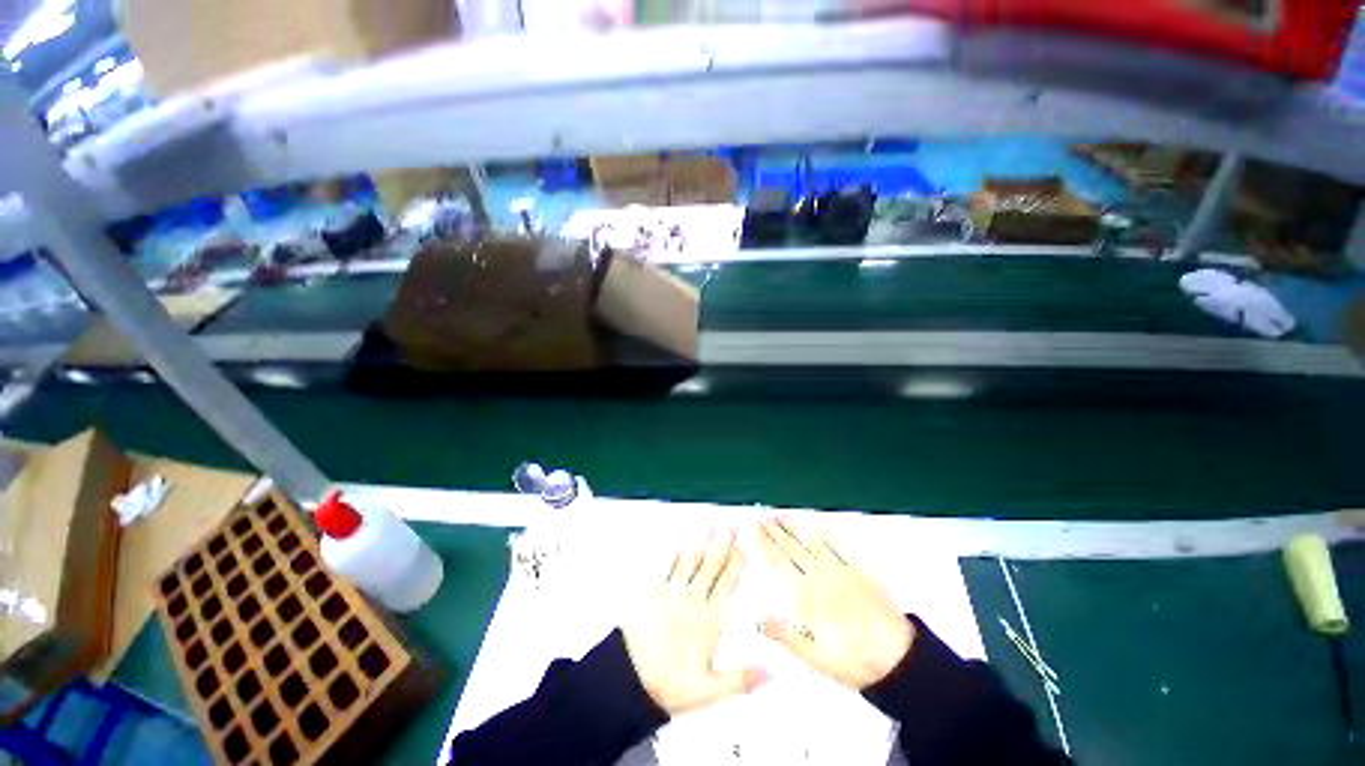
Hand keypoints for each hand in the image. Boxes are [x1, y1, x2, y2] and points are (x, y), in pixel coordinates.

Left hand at [622, 529, 764, 715]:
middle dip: (722, 543)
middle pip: (711, 565)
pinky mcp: (652, 590)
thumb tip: (769, 672)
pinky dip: (675, 550)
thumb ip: (740, 679)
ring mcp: (671, 592)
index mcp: (708, 619)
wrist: (629, 679)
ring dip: (702, 541)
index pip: (727, 584)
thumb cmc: (670, 684)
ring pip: (691, 559)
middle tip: (730, 526)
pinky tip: (681, 539)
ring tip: (710, 526)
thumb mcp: (709, 690)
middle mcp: (692, 599)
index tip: (743, 547)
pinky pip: (667, 565)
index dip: (736, 564)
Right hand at [758, 519, 914, 689]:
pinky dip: (825, 535)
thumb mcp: (815, 657)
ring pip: (812, 543)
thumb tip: (758, 619)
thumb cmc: (853, 660)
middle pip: (793, 549)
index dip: (767, 545)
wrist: (898, 658)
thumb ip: (785, 635)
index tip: (756, 530)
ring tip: (782, 515)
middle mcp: (820, 577)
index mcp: (807, 596)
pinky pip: (838, 547)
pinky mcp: (858, 570)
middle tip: (764, 516)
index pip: (781, 564)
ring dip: (795, 528)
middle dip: (776, 531)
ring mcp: (840, 571)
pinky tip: (816, 526)